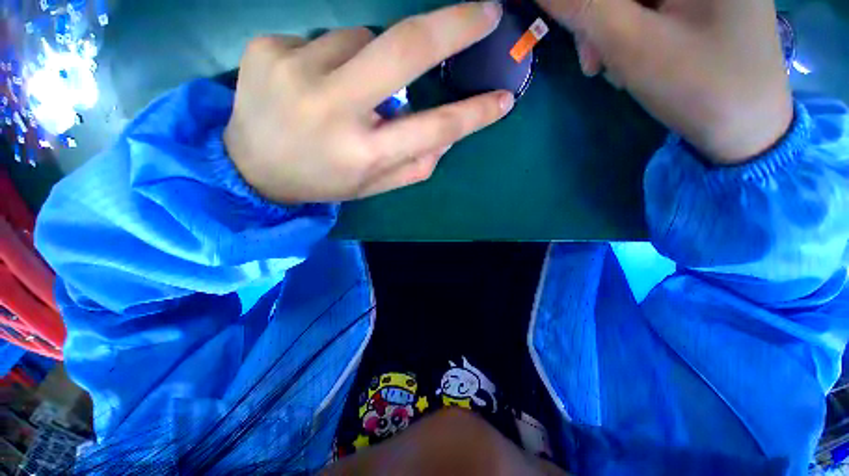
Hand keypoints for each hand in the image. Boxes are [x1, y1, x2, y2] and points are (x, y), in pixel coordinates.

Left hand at [224, 2, 513, 203]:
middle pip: (404, 49)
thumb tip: (450, 134)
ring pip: (361, 38)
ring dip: (368, 60)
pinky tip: (312, 83)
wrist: (253, 168)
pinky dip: (332, 57)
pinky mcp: (267, 47)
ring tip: (346, 90)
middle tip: (486, 12)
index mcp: (364, 153)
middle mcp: (334, 110)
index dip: (473, 114)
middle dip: (453, 25)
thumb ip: (415, 164)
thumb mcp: (374, 185)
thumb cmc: (325, 180)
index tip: (503, 99)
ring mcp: (295, 70)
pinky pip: (324, 38)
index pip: (434, 128)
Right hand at [536, 0, 793, 163]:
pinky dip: (631, 34)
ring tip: (613, 69)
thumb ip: (583, 7)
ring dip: (611, 32)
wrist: (747, 128)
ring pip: (635, 0)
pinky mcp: (703, 5)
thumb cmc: (698, 86)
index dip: (589, 5)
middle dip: (599, 20)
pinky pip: (651, 9)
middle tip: (593, 63)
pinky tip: (634, 60)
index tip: (575, 32)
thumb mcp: (632, 45)